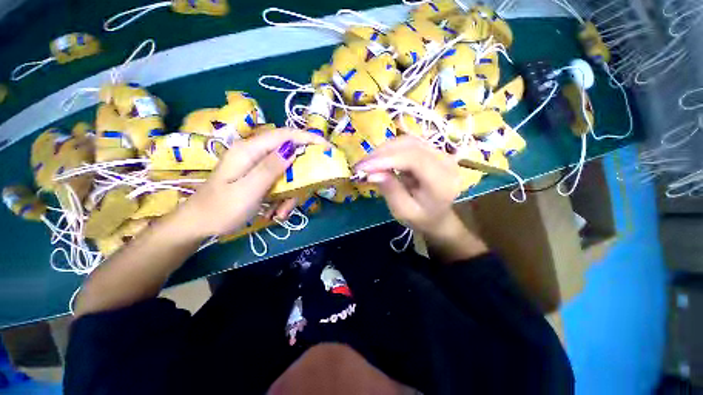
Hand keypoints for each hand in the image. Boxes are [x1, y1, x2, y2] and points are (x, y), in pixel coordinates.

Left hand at [175, 128, 327, 238]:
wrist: (198, 224)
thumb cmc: (221, 209)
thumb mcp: (248, 190)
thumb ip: (270, 168)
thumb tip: (293, 148)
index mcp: (250, 150)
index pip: (285, 135)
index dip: (309, 138)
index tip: (328, 148)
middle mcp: (255, 154)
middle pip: (289, 157)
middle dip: (299, 178)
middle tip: (300, 196)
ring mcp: (256, 166)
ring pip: (286, 174)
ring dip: (290, 194)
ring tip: (281, 213)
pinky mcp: (258, 177)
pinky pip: (279, 183)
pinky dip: (282, 198)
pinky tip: (275, 212)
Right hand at [354, 136, 487, 261]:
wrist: (438, 215)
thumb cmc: (421, 217)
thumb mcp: (403, 211)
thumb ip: (391, 191)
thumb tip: (372, 173)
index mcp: (442, 182)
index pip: (414, 160)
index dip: (386, 160)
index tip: (363, 167)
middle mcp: (446, 162)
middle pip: (410, 146)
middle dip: (382, 153)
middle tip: (361, 165)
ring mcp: (440, 153)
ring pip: (408, 141)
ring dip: (384, 149)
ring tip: (368, 162)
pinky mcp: (432, 150)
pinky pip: (408, 143)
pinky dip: (391, 148)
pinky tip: (379, 158)